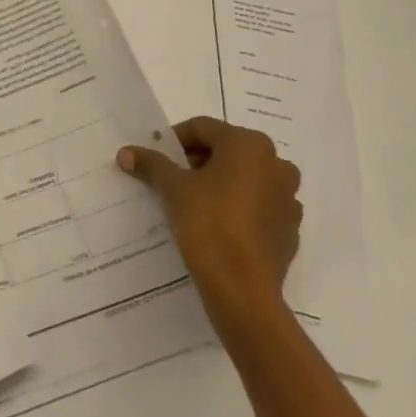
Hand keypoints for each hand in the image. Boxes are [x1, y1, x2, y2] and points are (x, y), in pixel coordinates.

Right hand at [118, 117, 301, 329]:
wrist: (242, 288)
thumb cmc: (208, 223)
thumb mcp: (172, 189)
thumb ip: (151, 164)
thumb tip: (126, 152)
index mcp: (249, 145)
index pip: (203, 128)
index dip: (175, 140)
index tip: (156, 158)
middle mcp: (276, 163)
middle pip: (227, 150)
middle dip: (198, 161)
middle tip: (172, 179)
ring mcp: (288, 198)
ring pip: (246, 178)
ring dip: (220, 183)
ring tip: (193, 202)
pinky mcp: (290, 228)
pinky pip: (259, 206)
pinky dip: (238, 207)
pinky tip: (217, 226)